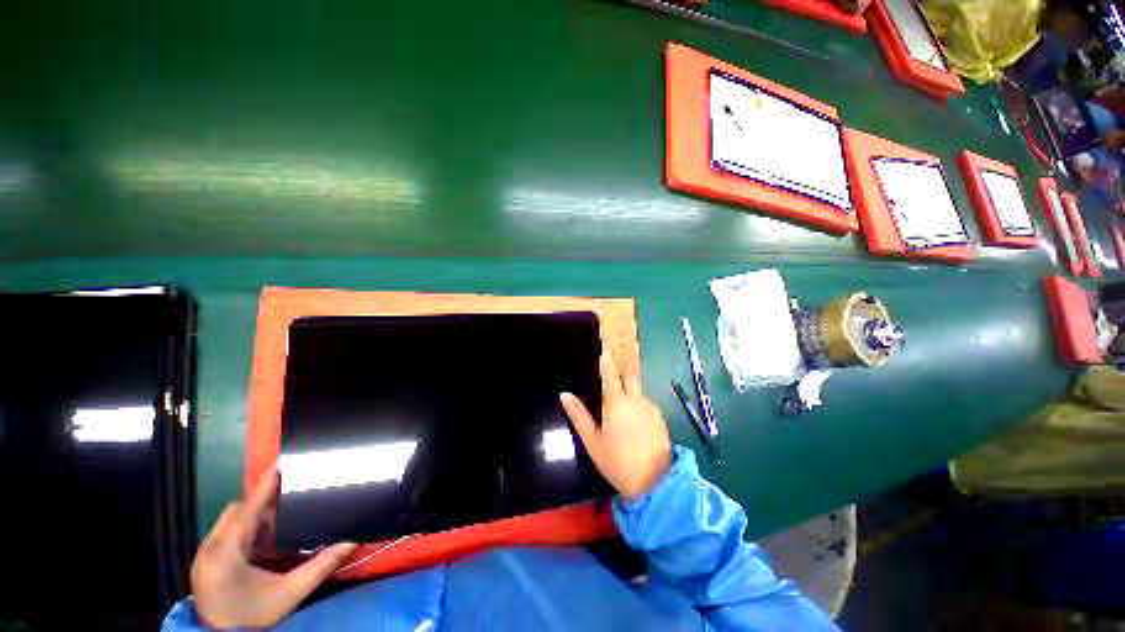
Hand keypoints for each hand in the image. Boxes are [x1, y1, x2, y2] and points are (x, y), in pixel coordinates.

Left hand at [190, 469, 356, 628]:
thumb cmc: (255, 617)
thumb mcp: (291, 593)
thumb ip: (320, 565)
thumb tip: (351, 540)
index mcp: (225, 556)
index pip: (245, 512)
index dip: (263, 488)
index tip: (280, 466)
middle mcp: (209, 551)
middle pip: (235, 512)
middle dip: (261, 503)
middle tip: (288, 500)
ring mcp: (203, 556)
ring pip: (228, 521)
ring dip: (252, 516)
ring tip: (277, 521)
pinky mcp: (203, 562)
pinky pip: (224, 533)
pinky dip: (244, 529)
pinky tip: (261, 541)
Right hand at [561, 350, 671, 499]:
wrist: (655, 483)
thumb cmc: (617, 461)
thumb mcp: (593, 441)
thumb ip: (579, 416)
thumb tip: (565, 395)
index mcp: (617, 402)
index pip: (611, 375)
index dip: (607, 361)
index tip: (606, 349)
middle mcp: (636, 400)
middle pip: (630, 376)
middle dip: (622, 367)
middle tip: (616, 362)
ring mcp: (651, 408)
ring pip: (639, 391)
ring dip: (630, 387)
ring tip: (622, 394)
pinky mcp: (660, 419)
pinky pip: (646, 403)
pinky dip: (638, 402)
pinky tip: (634, 415)